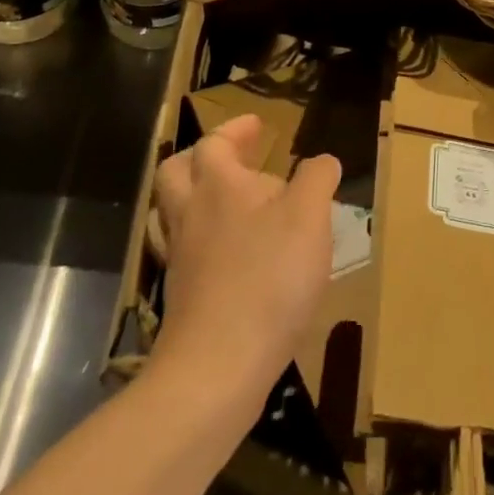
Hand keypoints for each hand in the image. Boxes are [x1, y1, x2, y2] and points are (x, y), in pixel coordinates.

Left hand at [151, 115, 340, 418]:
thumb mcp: (310, 217)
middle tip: (234, 160)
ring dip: (194, 199)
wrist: (217, 368)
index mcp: (218, 185)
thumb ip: (317, 179)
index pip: (214, 142)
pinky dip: (200, 242)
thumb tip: (322, 161)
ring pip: (171, 214)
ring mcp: (179, 259)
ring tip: (228, 204)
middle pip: (176, 172)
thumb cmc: (268, 278)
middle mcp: (190, 214)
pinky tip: (228, 256)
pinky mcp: (180, 298)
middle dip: (201, 158)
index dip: (235, 130)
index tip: (256, 125)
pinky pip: (181, 253)